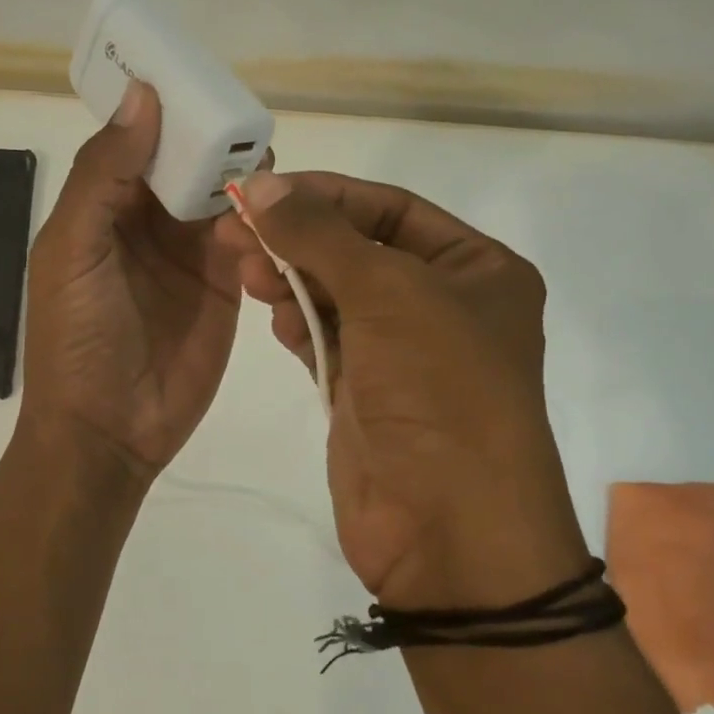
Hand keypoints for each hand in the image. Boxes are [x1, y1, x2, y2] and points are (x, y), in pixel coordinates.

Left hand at [21, 79, 243, 482]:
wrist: (109, 430)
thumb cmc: (77, 338)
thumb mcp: (73, 249)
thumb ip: (104, 174)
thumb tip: (144, 97)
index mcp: (102, 206)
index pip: (137, 140)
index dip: (163, 108)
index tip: (199, 72)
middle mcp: (147, 222)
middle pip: (187, 162)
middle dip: (213, 138)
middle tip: (247, 117)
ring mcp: (190, 254)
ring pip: (224, 196)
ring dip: (243, 177)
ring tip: (268, 160)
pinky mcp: (226, 285)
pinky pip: (251, 240)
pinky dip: (264, 222)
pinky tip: (279, 211)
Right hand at [215, 170, 589, 608]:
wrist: (449, 528)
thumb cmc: (438, 390)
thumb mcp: (386, 293)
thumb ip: (319, 235)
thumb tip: (262, 184)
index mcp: (477, 270)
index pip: (391, 209)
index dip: (327, 195)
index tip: (264, 190)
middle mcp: (444, 306)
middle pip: (358, 251)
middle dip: (300, 238)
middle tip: (236, 232)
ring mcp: (403, 354)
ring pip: (336, 296)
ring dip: (292, 279)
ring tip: (247, 272)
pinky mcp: (366, 395)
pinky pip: (326, 341)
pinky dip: (299, 323)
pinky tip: (274, 314)